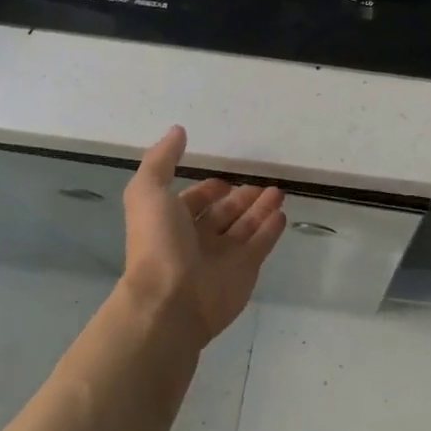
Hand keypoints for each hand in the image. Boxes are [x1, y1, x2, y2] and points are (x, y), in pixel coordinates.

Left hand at [119, 126, 285, 345]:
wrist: (170, 301)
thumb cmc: (157, 244)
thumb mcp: (148, 192)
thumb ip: (162, 160)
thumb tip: (177, 130)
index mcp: (172, 222)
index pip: (194, 201)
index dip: (209, 189)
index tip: (225, 178)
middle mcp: (197, 239)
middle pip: (224, 213)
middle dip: (241, 198)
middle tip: (263, 183)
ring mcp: (223, 256)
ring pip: (246, 227)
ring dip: (261, 208)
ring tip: (279, 191)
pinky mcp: (246, 270)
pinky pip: (262, 244)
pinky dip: (272, 229)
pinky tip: (282, 214)